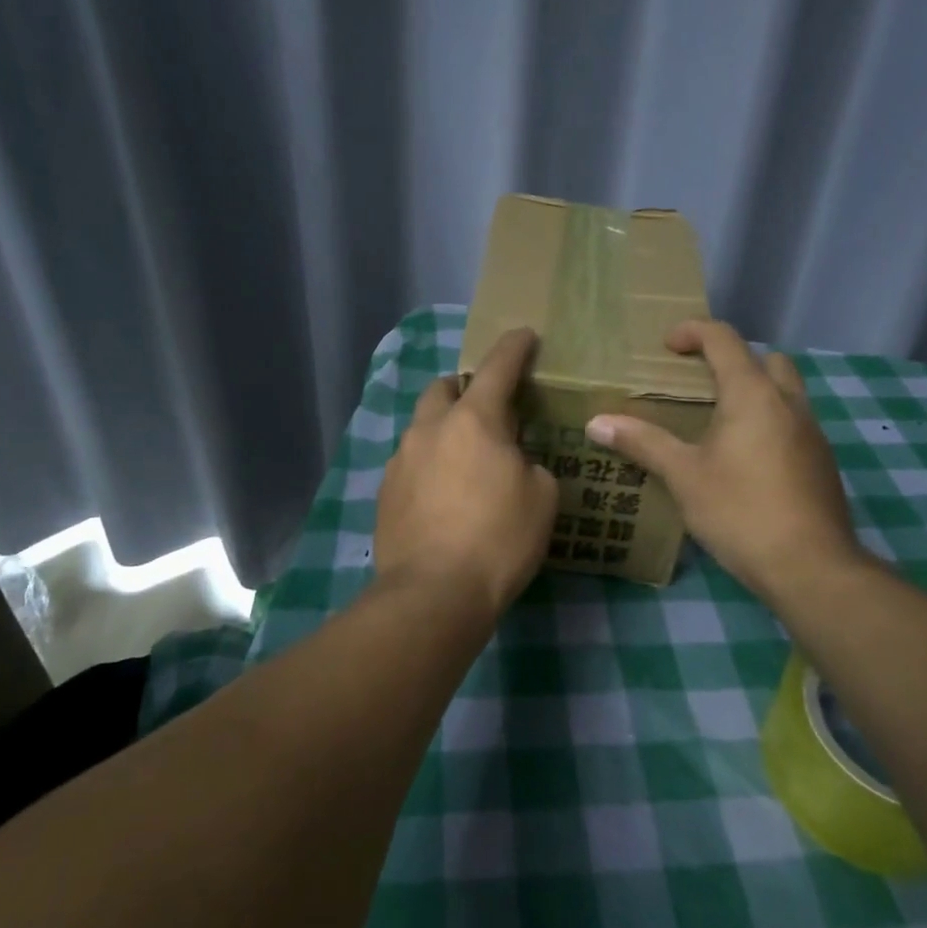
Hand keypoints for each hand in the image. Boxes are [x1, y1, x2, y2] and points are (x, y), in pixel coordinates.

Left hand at [375, 328, 558, 617]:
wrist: (434, 593)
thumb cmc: (499, 540)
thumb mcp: (542, 498)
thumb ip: (530, 464)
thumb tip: (512, 463)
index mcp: (473, 420)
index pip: (497, 368)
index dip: (514, 347)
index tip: (524, 334)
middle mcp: (430, 429)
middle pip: (443, 388)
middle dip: (465, 388)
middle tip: (489, 410)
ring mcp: (400, 460)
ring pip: (423, 427)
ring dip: (445, 430)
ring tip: (466, 460)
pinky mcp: (384, 493)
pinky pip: (411, 463)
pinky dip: (430, 464)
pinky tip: (443, 495)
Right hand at [585, 320, 865, 602]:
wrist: (811, 567)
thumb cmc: (740, 511)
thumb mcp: (684, 476)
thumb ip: (643, 442)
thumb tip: (596, 422)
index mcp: (753, 395)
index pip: (724, 340)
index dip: (693, 331)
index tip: (667, 345)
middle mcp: (789, 403)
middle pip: (765, 359)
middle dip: (732, 359)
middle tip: (698, 383)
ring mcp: (812, 432)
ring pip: (785, 391)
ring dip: (753, 391)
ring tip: (716, 422)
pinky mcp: (821, 462)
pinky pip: (792, 422)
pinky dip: (767, 421)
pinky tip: (743, 459)